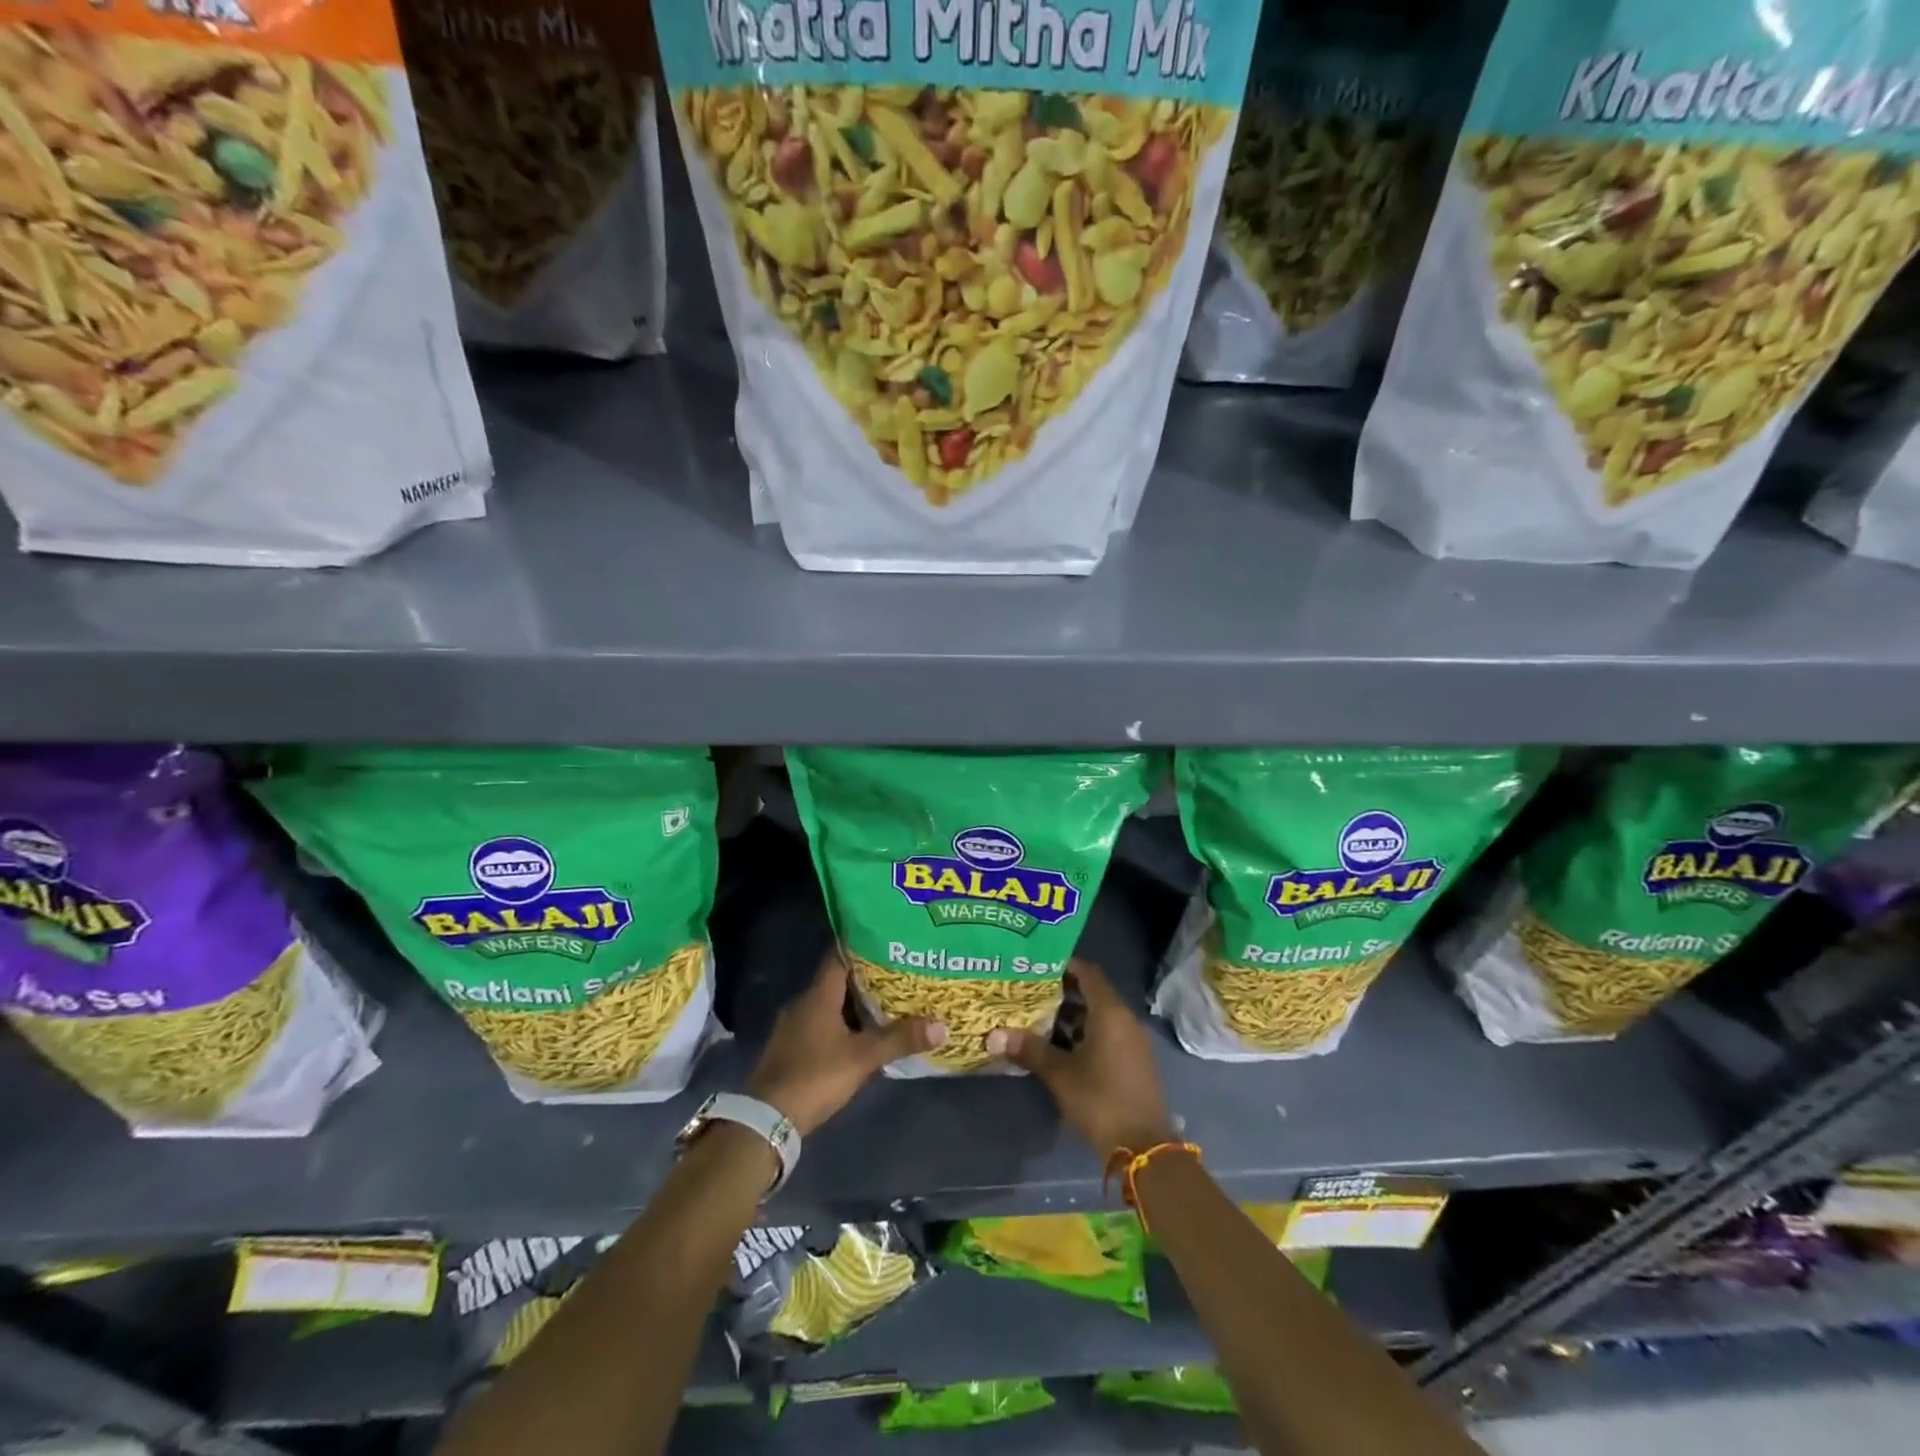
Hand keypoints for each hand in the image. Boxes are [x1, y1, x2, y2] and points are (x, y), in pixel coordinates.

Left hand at [749, 949, 945, 1135]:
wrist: (768, 1120)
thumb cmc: (816, 1076)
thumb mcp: (863, 1058)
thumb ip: (900, 1040)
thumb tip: (941, 1025)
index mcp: (817, 996)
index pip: (839, 957)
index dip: (862, 947)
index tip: (887, 942)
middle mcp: (803, 1003)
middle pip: (837, 981)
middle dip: (865, 978)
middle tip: (897, 974)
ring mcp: (793, 1027)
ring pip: (829, 1005)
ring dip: (853, 1004)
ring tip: (886, 1003)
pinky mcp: (791, 1049)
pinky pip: (820, 1025)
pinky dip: (841, 1025)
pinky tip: (860, 1035)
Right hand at [986, 958, 1173, 1156]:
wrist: (1143, 1148)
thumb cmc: (1101, 1100)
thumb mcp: (1060, 1074)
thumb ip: (1030, 1050)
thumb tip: (994, 1035)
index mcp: (1110, 1012)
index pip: (1088, 972)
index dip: (1064, 965)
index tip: (1036, 965)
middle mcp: (1124, 1019)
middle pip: (1092, 992)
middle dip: (1061, 991)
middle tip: (1029, 991)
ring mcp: (1131, 1041)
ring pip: (1098, 1015)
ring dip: (1071, 1015)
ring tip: (1037, 1017)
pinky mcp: (1132, 1061)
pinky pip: (1105, 1033)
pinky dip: (1083, 1033)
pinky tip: (1058, 1046)